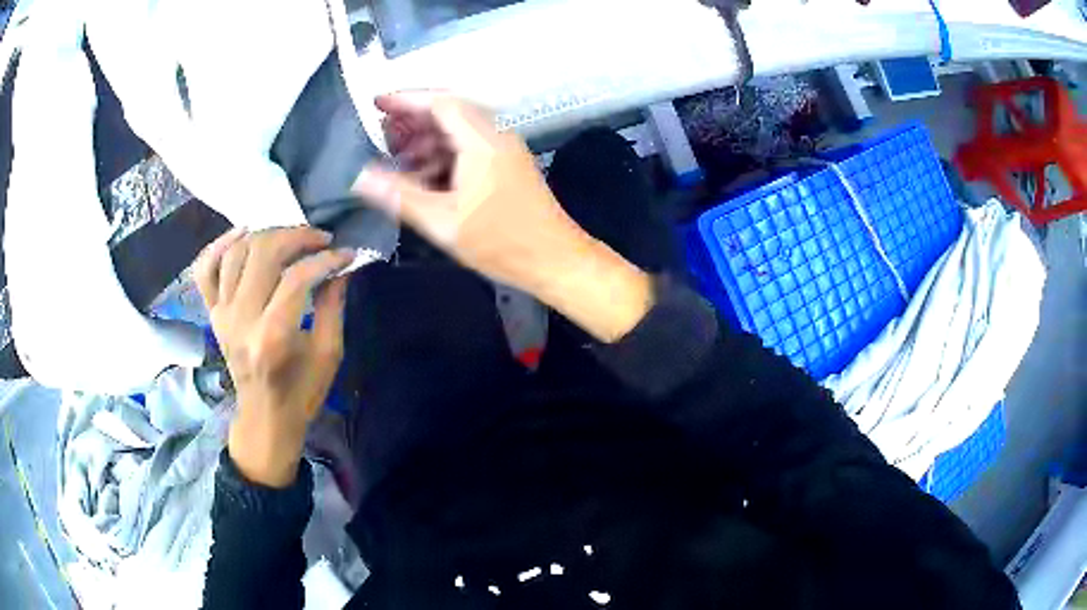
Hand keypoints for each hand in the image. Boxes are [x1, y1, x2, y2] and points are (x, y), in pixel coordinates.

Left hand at [195, 227, 354, 486]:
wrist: (264, 417)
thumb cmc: (301, 392)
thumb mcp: (329, 354)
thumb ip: (334, 305)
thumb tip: (340, 265)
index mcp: (272, 337)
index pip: (297, 278)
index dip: (326, 259)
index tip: (346, 254)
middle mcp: (241, 320)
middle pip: (263, 254)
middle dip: (296, 236)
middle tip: (319, 239)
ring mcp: (221, 314)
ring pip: (237, 252)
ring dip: (266, 235)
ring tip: (289, 238)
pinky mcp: (213, 313)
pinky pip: (205, 269)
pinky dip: (219, 244)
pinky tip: (241, 233)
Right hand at [353, 92, 653, 342]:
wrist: (555, 260)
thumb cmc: (500, 242)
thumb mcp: (442, 221)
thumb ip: (398, 195)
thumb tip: (359, 177)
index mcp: (482, 139)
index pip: (439, 102)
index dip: (405, 99)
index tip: (375, 104)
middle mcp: (496, 133)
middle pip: (449, 111)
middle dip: (412, 120)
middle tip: (381, 136)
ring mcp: (504, 148)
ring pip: (458, 129)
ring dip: (427, 138)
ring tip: (397, 159)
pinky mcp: (507, 164)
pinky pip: (469, 145)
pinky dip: (444, 153)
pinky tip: (424, 175)